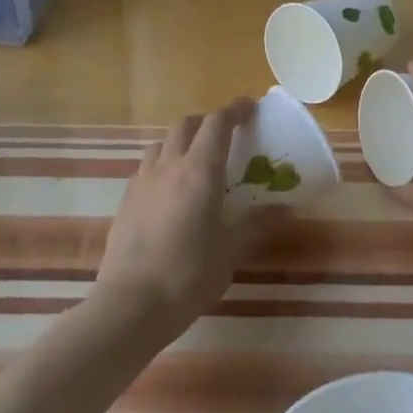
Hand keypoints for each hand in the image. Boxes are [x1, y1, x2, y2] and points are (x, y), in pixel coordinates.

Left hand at [93, 98, 258, 337]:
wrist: (131, 305)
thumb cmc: (189, 275)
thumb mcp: (231, 250)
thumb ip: (257, 223)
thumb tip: (286, 209)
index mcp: (199, 172)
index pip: (217, 123)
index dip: (235, 110)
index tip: (251, 107)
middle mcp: (168, 166)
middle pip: (186, 125)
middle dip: (208, 122)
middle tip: (227, 136)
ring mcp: (142, 182)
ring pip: (163, 143)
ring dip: (183, 140)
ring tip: (198, 161)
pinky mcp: (126, 200)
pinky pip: (147, 167)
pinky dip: (164, 164)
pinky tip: (172, 190)